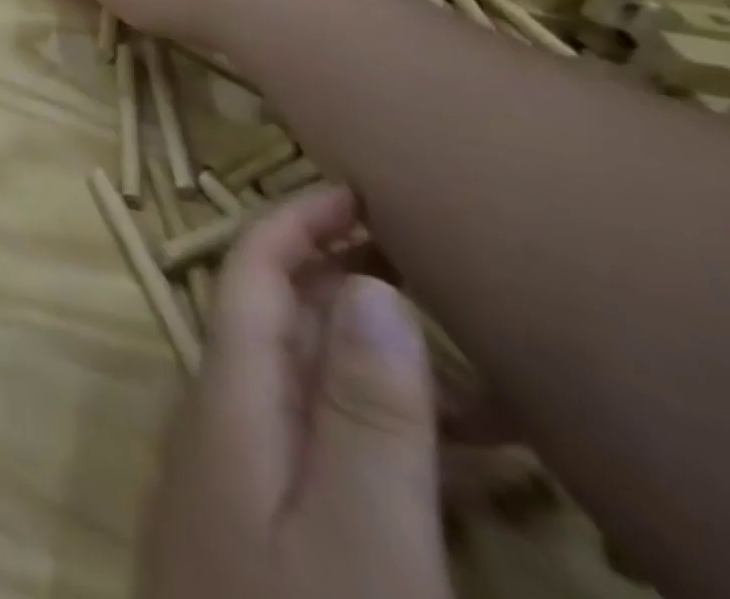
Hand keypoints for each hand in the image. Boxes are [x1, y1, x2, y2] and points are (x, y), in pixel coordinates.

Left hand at [139, 186, 450, 598]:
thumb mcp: (358, 541)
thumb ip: (362, 411)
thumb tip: (368, 284)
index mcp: (228, 397)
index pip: (250, 275)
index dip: (293, 221)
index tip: (356, 189)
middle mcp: (225, 418)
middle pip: (284, 325)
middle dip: (357, 292)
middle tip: (450, 283)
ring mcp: (243, 477)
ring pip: (317, 392)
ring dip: (393, 377)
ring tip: (504, 390)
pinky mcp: (270, 534)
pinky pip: (332, 459)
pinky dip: (395, 447)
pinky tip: (475, 475)